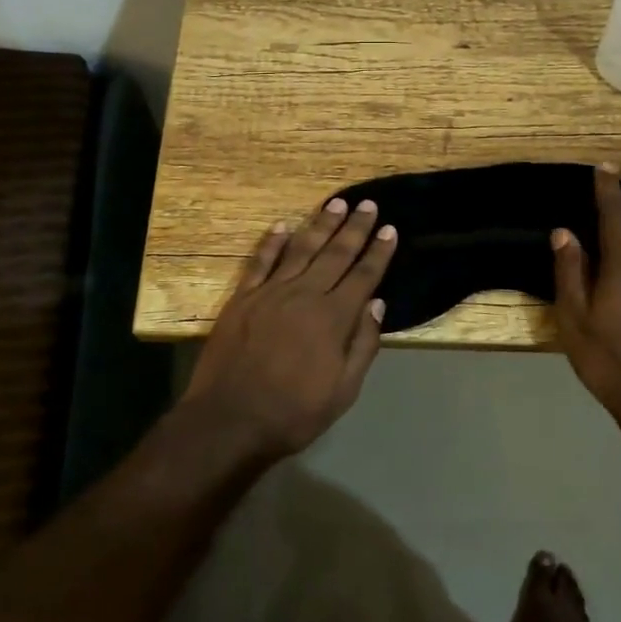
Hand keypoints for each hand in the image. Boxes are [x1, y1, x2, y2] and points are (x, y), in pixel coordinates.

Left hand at [182, 196, 397, 460]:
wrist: (230, 419)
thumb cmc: (293, 412)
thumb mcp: (343, 390)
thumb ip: (363, 344)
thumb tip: (377, 304)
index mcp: (333, 318)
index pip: (363, 276)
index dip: (378, 253)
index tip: (390, 230)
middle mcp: (304, 295)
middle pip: (335, 254)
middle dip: (355, 228)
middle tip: (368, 205)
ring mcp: (270, 293)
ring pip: (301, 249)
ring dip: (320, 224)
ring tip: (336, 203)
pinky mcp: (242, 298)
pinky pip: (260, 261)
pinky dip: (272, 242)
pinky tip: (283, 225)